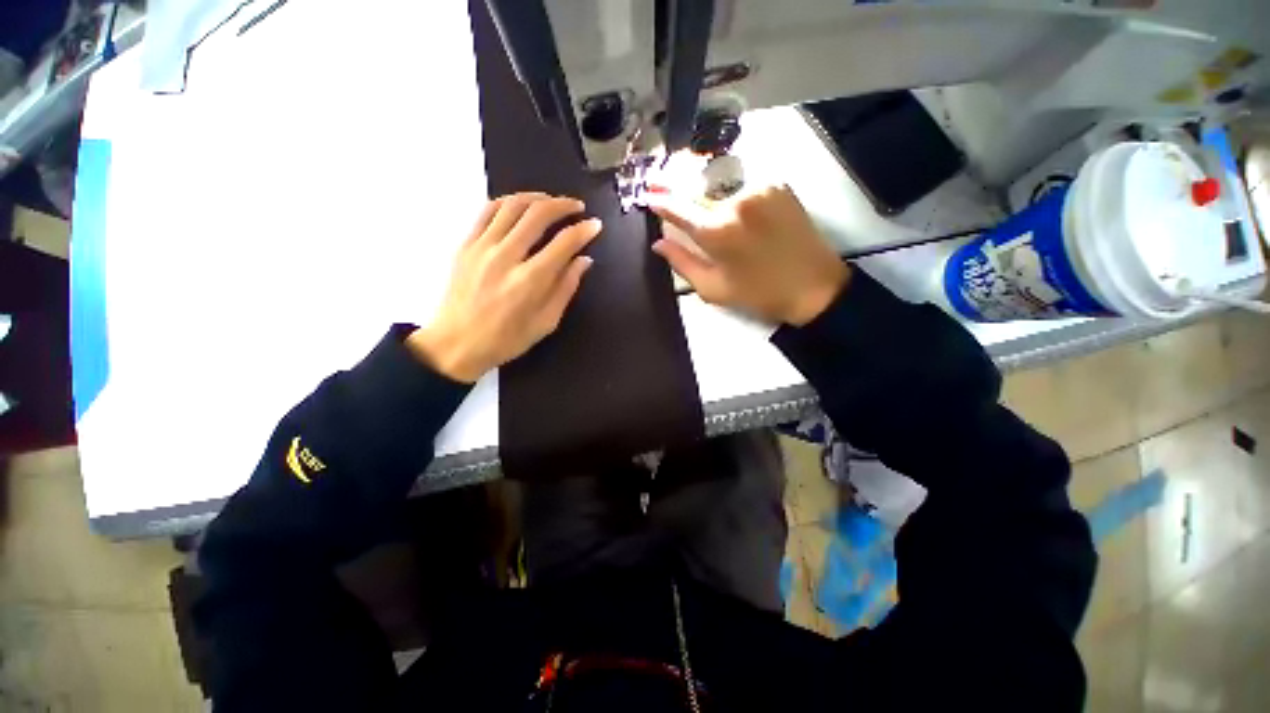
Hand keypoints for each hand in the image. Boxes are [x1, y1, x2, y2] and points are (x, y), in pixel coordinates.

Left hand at [408, 193, 600, 382]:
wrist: (456, 343)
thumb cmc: (507, 339)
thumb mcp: (546, 322)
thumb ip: (566, 288)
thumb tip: (584, 260)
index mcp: (530, 281)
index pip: (564, 243)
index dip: (584, 230)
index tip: (595, 224)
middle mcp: (506, 256)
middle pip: (538, 214)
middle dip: (563, 205)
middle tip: (577, 207)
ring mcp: (482, 247)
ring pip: (512, 205)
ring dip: (537, 198)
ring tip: (551, 202)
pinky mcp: (466, 244)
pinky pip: (488, 210)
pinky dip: (508, 202)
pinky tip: (520, 206)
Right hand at [649, 185, 848, 325]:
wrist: (814, 286)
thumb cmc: (759, 294)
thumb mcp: (713, 288)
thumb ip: (682, 262)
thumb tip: (658, 243)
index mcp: (716, 231)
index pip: (678, 207)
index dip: (660, 200)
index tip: (646, 194)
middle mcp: (735, 201)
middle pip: (696, 188)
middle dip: (679, 188)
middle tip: (663, 185)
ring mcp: (759, 187)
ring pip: (720, 183)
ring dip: (707, 191)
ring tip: (704, 203)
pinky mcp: (777, 184)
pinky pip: (743, 182)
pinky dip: (731, 190)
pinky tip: (733, 204)